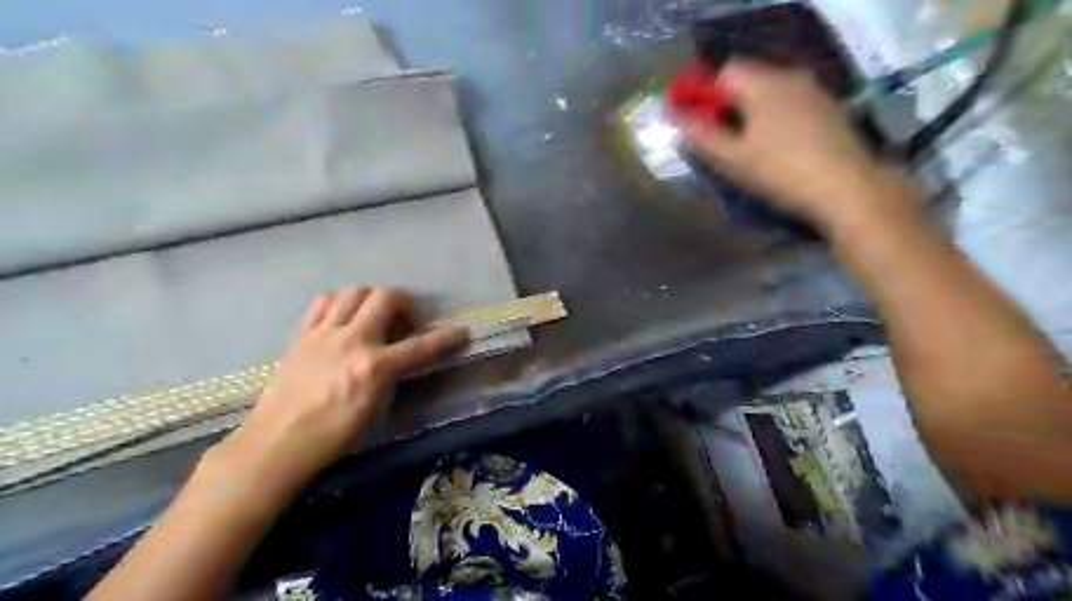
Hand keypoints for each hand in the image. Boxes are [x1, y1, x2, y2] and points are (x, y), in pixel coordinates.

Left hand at [195, 286, 466, 511]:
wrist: (278, 442)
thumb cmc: (333, 435)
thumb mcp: (376, 408)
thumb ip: (392, 376)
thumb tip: (399, 359)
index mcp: (374, 366)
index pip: (421, 346)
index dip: (446, 338)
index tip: (462, 331)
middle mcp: (352, 340)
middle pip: (385, 297)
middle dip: (404, 303)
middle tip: (404, 322)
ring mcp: (324, 333)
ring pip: (354, 291)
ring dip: (371, 299)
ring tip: (372, 317)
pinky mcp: (302, 334)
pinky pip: (323, 303)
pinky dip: (340, 304)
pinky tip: (342, 320)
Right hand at [673, 59, 907, 228]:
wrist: (846, 189)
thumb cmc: (781, 172)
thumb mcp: (732, 159)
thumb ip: (700, 137)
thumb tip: (676, 120)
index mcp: (764, 84)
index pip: (725, 72)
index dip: (705, 94)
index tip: (698, 123)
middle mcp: (791, 77)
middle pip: (748, 82)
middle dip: (727, 106)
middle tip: (719, 141)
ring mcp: (814, 92)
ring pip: (770, 94)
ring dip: (751, 114)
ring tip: (746, 148)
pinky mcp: (829, 110)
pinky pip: (790, 105)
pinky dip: (774, 120)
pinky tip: (777, 149)